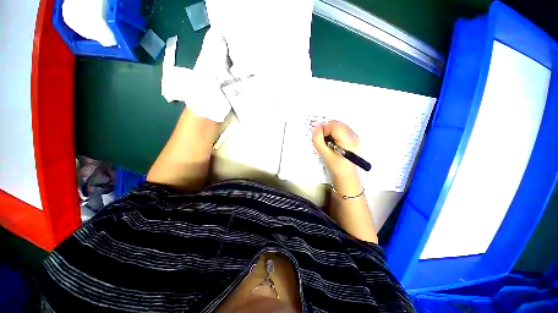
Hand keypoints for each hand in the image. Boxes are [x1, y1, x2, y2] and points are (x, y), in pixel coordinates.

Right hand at [312, 121, 359, 178]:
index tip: (321, 139)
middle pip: (337, 123)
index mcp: (347, 140)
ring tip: (328, 142)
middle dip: (327, 129)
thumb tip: (316, 127)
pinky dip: (334, 133)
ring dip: (330, 131)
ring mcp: (354, 136)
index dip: (324, 129)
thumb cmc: (335, 166)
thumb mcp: (324, 154)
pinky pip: (341, 129)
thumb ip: (318, 140)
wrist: (345, 173)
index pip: (335, 125)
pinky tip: (333, 142)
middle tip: (323, 140)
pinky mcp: (352, 137)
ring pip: (338, 125)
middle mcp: (353, 136)